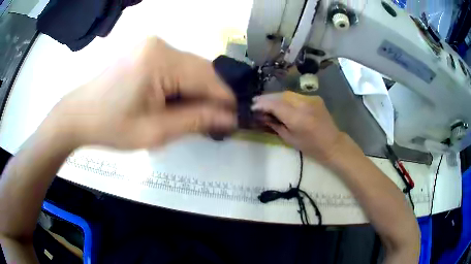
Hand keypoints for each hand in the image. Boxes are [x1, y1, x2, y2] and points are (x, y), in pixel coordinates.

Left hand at [43, 37, 235, 149]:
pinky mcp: (146, 51)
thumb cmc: (111, 126)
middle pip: (200, 71)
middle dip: (209, 97)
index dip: (224, 100)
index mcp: (161, 59)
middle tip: (212, 123)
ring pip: (189, 69)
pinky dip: (180, 86)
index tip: (234, 120)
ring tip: (191, 116)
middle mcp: (160, 44)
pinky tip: (175, 103)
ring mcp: (152, 45)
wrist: (79, 115)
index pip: (207, 78)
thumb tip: (230, 118)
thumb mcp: (155, 131)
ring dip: (194, 92)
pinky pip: (175, 67)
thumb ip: (196, 121)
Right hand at [252, 91, 346, 162]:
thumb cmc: (310, 146)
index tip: (252, 106)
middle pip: (281, 95)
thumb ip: (275, 124)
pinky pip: (296, 96)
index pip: (275, 105)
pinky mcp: (315, 98)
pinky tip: (281, 102)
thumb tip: (262, 115)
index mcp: (298, 118)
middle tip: (256, 102)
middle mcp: (304, 105)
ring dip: (276, 97)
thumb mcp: (289, 138)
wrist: (332, 143)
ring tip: (266, 101)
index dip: (262, 104)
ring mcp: (311, 99)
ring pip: (288, 93)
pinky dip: (286, 98)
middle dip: (267, 98)